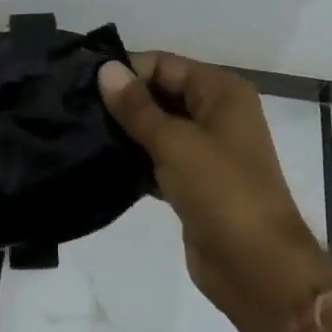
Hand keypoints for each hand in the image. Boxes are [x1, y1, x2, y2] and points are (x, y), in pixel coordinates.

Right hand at [99, 53, 331, 331]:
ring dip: (127, 131)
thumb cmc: (221, 191)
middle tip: (74, 107)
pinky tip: (101, 162)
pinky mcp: (195, 183)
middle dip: (124, 100)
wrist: (257, 267)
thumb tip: (106, 69)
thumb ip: (137, 107)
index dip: (127, 70)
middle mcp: (217, 114)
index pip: (165, 65)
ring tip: (80, 130)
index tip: (82, 82)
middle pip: (162, 93)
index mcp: (222, 92)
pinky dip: (136, 159)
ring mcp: (207, 151)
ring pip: (159, 128)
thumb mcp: (175, 142)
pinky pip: (159, 159)